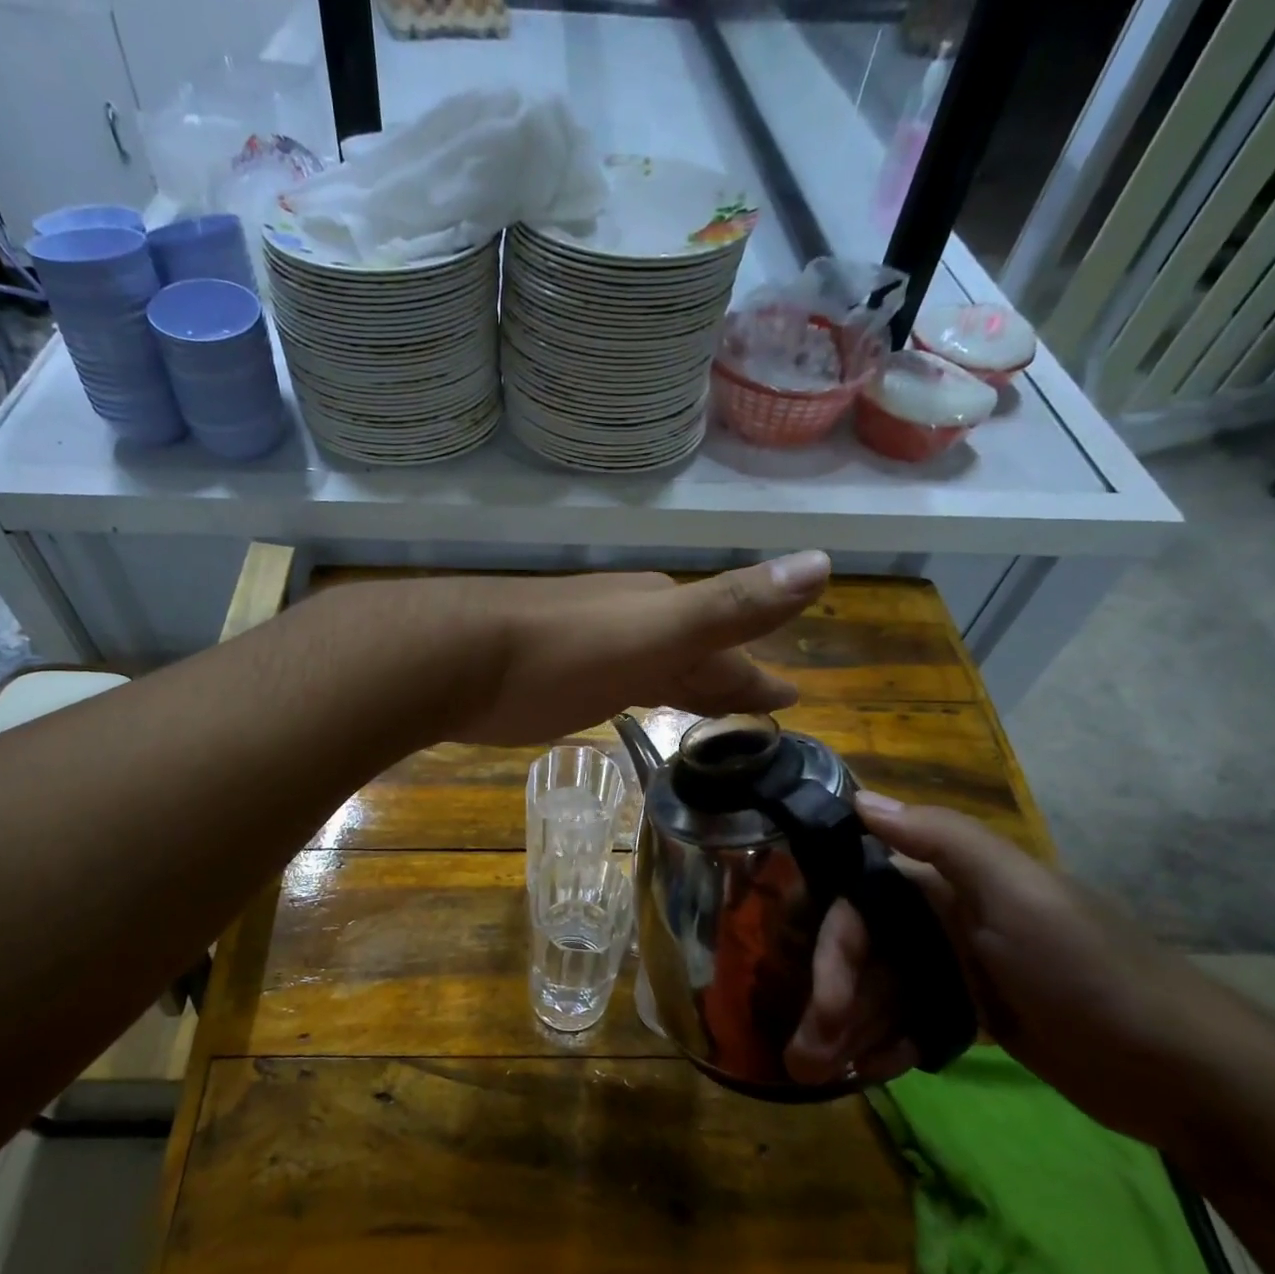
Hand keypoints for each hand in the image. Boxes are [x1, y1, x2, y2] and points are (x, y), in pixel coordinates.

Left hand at [448, 552, 832, 745]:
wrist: (451, 657)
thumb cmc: (558, 654)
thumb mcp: (653, 632)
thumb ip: (730, 605)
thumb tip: (823, 562)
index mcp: (660, 612)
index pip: (728, 644)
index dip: (759, 674)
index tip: (792, 697)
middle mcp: (628, 621)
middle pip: (693, 653)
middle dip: (728, 678)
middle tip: (762, 708)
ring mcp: (588, 645)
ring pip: (653, 665)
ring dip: (684, 685)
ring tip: (710, 711)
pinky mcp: (551, 673)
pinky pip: (615, 681)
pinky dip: (638, 693)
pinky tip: (631, 701)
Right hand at [784, 793, 1204, 1145]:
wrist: (1188, 1073)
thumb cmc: (1091, 973)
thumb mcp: (1020, 895)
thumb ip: (942, 839)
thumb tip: (858, 798)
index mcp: (945, 882)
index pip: (858, 907)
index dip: (833, 953)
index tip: (823, 1006)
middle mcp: (942, 917)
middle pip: (862, 954)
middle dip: (831, 1003)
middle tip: (808, 1060)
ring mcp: (957, 967)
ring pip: (879, 991)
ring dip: (848, 1030)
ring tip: (825, 1075)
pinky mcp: (972, 1012)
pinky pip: (907, 1020)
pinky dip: (886, 1043)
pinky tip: (876, 1072)